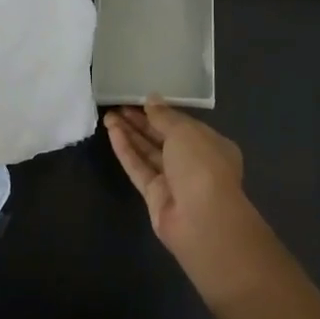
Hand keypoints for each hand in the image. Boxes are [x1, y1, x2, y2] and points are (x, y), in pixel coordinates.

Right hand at [105, 99, 274, 302]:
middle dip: (141, 122)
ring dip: (130, 134)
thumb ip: (164, 116)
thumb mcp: (184, 131)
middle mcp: (194, 162)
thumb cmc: (201, 165)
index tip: (140, 100)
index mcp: (210, 145)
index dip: (161, 112)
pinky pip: (139, 168)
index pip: (183, 125)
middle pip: (163, 138)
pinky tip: (112, 132)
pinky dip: (126, 150)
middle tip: (118, 106)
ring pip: (148, 153)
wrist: (202, 219)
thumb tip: (151, 99)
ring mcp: (174, 181)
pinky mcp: (155, 196)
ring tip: (109, 116)